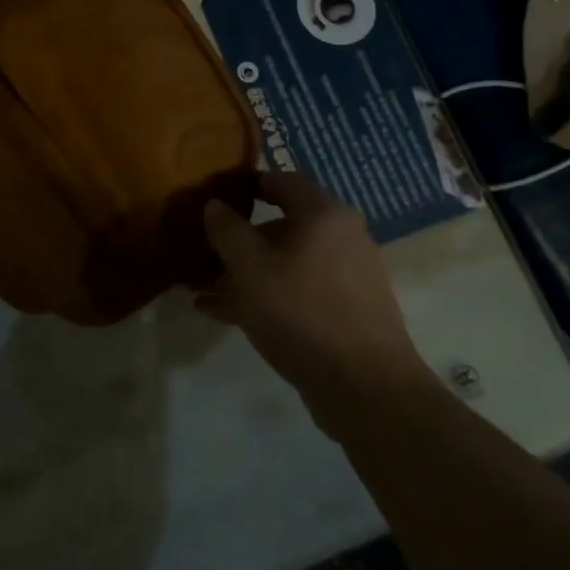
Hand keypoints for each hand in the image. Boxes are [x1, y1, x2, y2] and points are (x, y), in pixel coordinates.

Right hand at [198, 172, 428, 432]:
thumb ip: (226, 230)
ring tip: (203, 288)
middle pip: (281, 226)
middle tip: (203, 250)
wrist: (366, 388)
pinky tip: (223, 313)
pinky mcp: (344, 311)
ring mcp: (345, 276)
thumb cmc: (301, 310)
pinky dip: (265, 295)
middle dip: (239, 239)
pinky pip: (296, 291)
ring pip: (285, 263)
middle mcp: (340, 236)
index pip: (280, 180)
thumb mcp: (249, 267)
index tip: (214, 196)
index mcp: (323, 213)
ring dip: (245, 272)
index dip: (245, 185)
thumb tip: (215, 205)